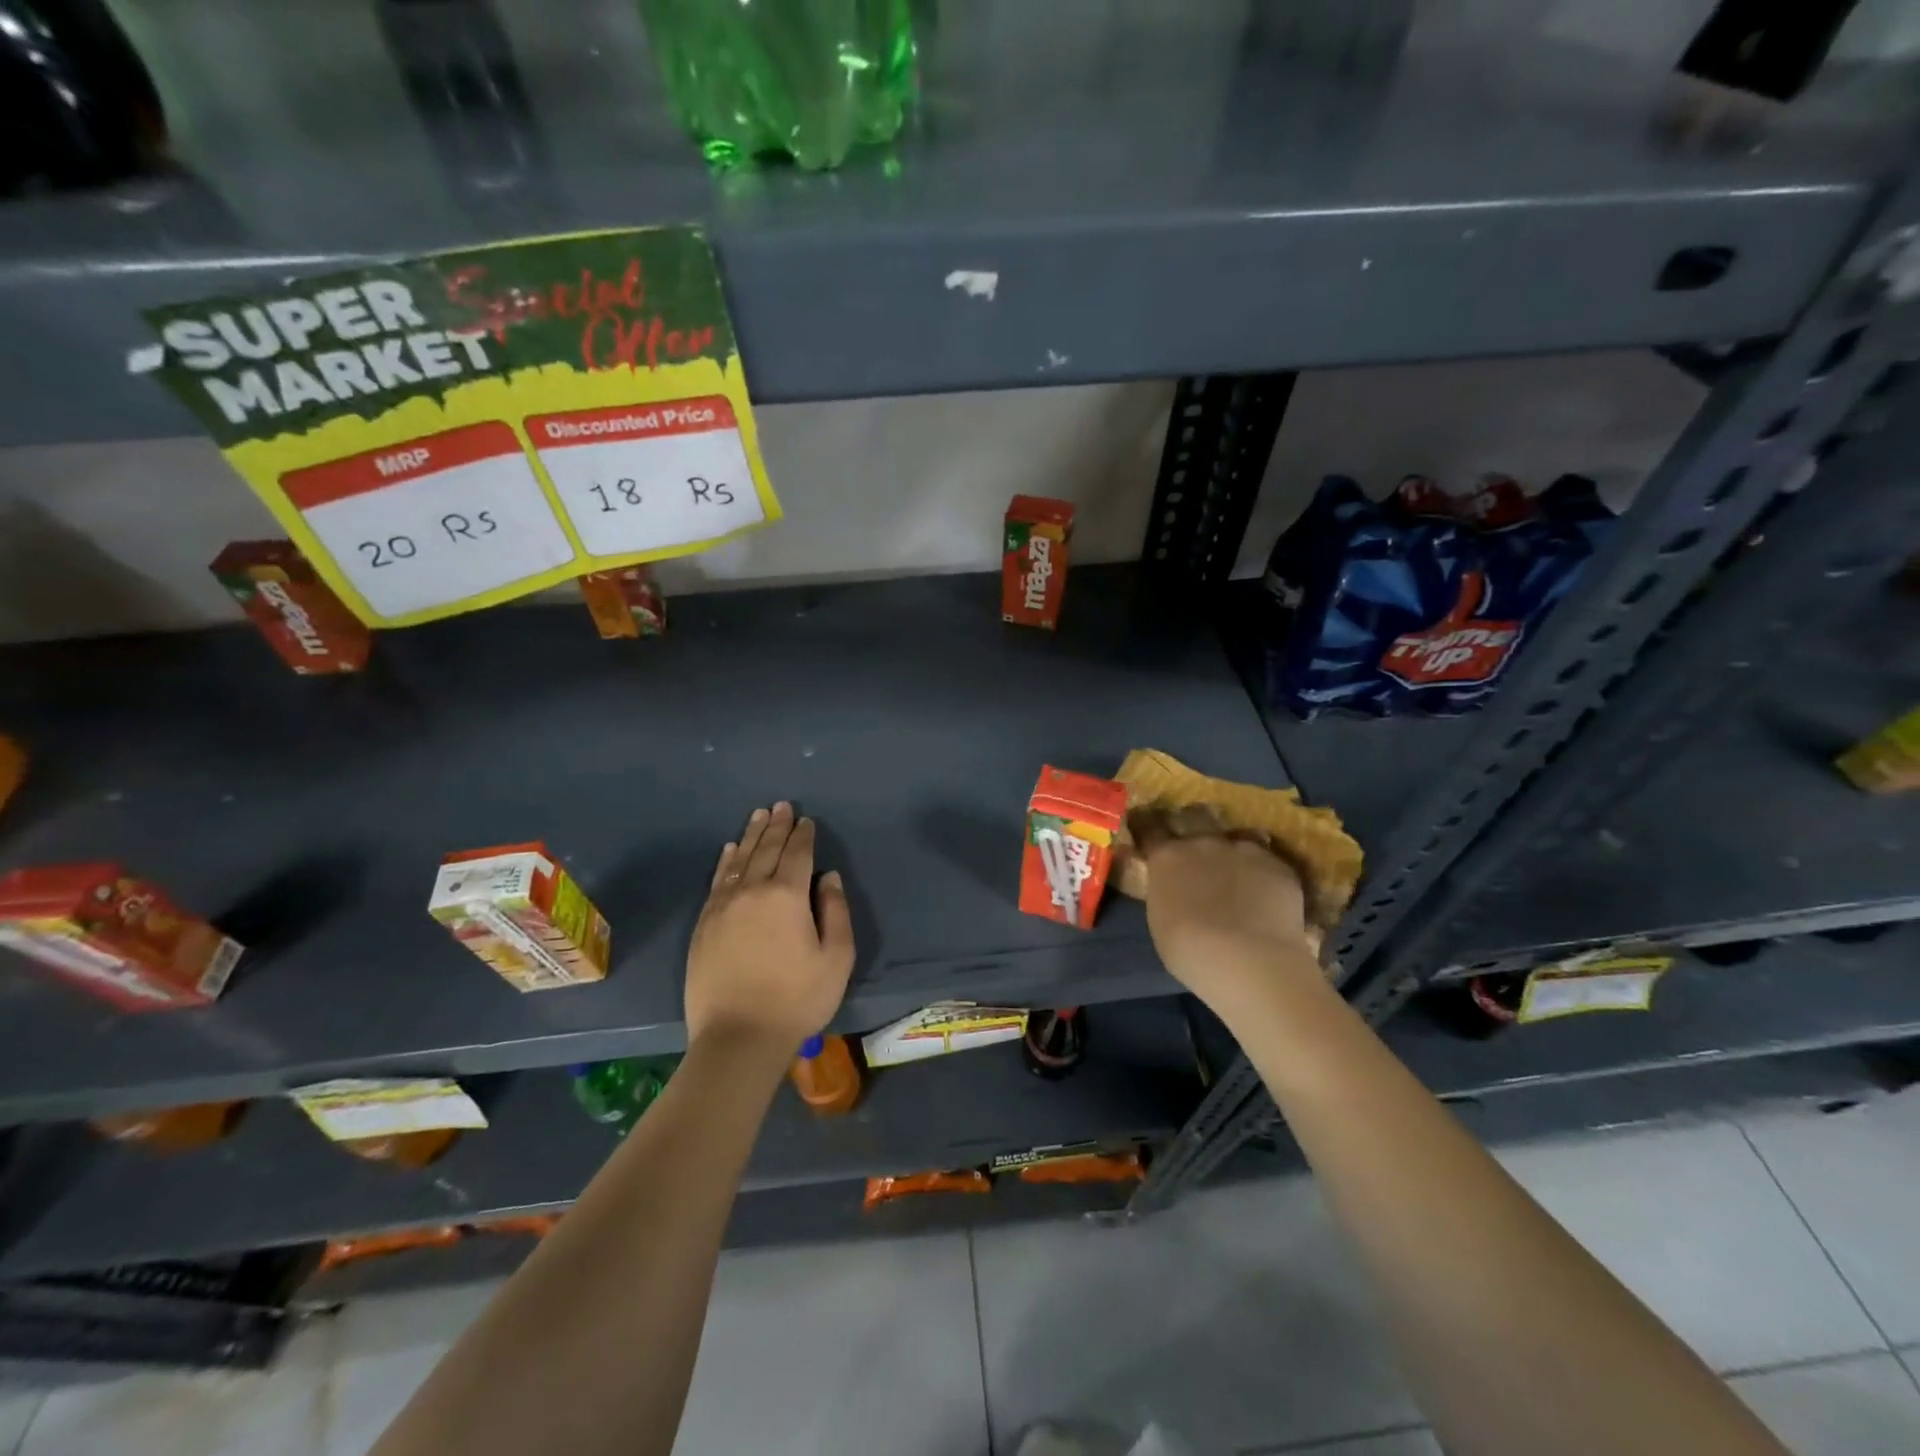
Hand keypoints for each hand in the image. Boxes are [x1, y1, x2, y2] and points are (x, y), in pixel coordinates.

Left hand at [684, 802, 854, 1057]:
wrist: (738, 1037)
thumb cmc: (797, 999)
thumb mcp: (836, 958)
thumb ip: (835, 911)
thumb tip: (828, 877)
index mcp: (787, 896)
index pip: (797, 854)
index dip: (804, 835)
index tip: (806, 820)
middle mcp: (752, 891)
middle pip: (766, 849)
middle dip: (776, 826)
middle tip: (781, 806)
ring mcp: (723, 907)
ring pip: (739, 859)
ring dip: (750, 835)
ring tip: (758, 816)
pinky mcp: (704, 924)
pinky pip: (717, 881)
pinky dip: (725, 861)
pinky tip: (729, 850)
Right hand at [1133, 806, 1320, 1019]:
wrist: (1249, 960)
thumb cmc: (1190, 950)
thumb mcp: (1160, 918)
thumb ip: (1166, 891)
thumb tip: (1172, 886)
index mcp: (1167, 856)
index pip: (1150, 827)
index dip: (1147, 825)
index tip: (1146, 826)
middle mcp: (1203, 843)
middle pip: (1195, 815)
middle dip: (1193, 822)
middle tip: (1196, 840)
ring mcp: (1244, 850)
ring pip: (1237, 835)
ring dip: (1233, 847)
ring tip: (1238, 868)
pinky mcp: (1278, 866)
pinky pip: (1267, 861)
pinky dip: (1262, 873)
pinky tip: (1267, 893)